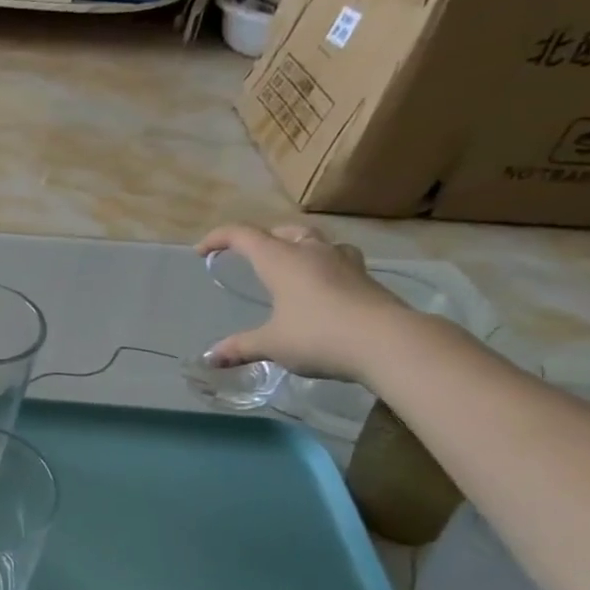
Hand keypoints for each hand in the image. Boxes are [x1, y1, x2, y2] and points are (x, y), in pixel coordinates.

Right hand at [196, 223, 408, 381]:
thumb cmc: (318, 335)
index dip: (218, 238)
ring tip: (291, 265)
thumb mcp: (271, 344)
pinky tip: (324, 287)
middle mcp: (312, 252)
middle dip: (263, 239)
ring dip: (299, 246)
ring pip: (317, 241)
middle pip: (284, 231)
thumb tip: (210, 358)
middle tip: (251, 255)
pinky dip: (324, 267)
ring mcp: (344, 262)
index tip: (201, 251)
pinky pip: (340, 261)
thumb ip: (240, 347)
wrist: (387, 341)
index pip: (243, 236)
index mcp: (281, 260)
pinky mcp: (366, 278)